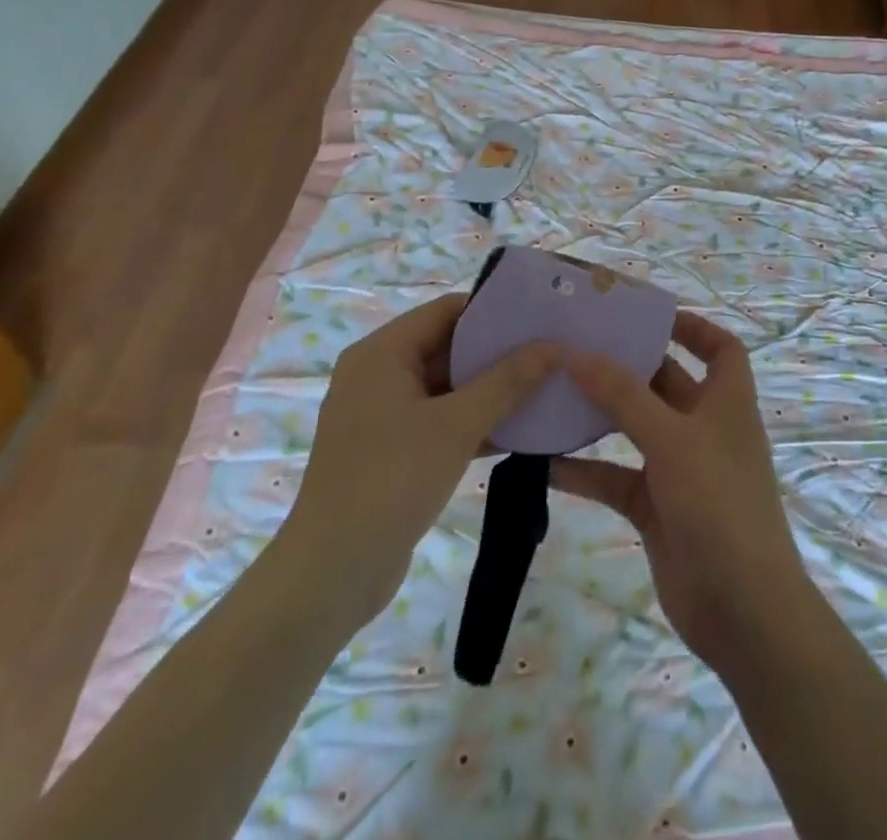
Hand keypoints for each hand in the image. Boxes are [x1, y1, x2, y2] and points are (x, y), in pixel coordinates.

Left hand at [285, 294, 556, 632]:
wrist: (331, 575)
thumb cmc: (391, 480)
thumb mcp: (457, 425)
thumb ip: (508, 381)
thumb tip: (554, 346)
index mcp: (382, 353)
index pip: (447, 311)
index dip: (494, 311)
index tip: (541, 317)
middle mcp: (378, 375)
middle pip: (448, 347)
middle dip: (499, 353)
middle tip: (552, 354)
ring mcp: (383, 416)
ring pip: (448, 388)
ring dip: (492, 391)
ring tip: (547, 387)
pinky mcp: (392, 451)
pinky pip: (440, 421)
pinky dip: (475, 423)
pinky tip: (521, 431)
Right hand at [551, 311, 815, 668]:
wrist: (741, 611)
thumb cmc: (719, 504)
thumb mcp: (672, 439)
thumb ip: (624, 395)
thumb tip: (576, 352)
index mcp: (726, 402)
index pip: (720, 348)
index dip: (692, 326)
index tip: (646, 314)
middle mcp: (704, 428)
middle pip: (666, 382)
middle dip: (628, 364)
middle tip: (578, 342)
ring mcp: (679, 469)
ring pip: (635, 429)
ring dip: (600, 414)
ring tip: (554, 390)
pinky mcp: (656, 508)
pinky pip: (615, 477)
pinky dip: (586, 470)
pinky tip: (544, 462)